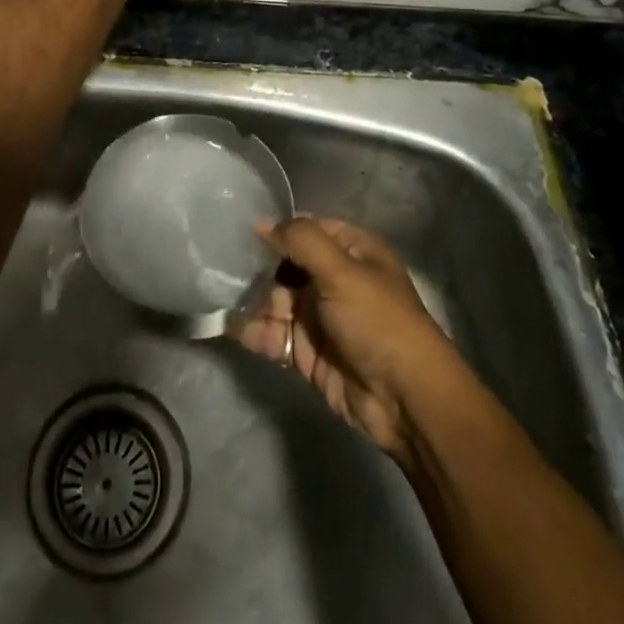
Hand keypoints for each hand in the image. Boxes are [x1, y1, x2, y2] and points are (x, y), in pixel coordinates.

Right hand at [238, 217, 459, 470]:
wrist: (404, 399)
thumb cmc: (377, 320)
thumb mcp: (341, 270)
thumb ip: (301, 240)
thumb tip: (262, 223)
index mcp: (352, 251)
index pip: (308, 229)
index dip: (279, 228)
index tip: (241, 228)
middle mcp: (334, 279)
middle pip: (286, 264)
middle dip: (257, 266)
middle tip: (223, 264)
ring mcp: (319, 317)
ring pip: (275, 299)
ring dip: (250, 299)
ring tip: (220, 294)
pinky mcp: (306, 351)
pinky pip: (273, 334)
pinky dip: (252, 330)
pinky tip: (228, 326)